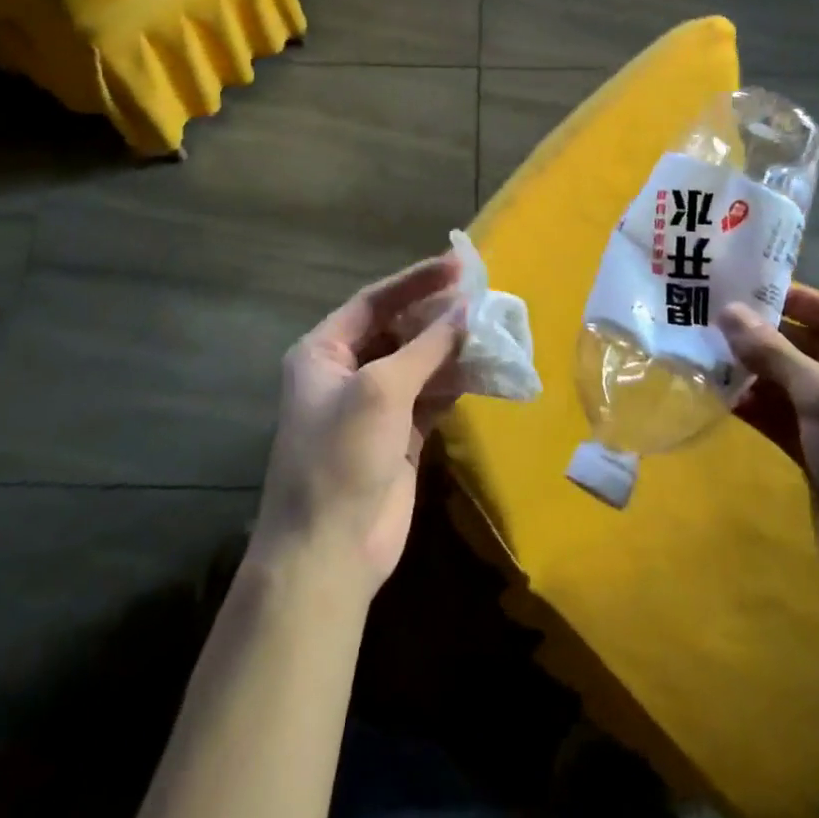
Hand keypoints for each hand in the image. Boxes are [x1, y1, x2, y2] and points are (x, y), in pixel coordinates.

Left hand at [248, 254, 463, 598]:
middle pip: (399, 328)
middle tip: (483, 298)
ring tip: (493, 329)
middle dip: (439, 315)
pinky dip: (456, 382)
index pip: (376, 301)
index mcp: (324, 351)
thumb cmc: (342, 456)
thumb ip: (426, 347)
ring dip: (452, 348)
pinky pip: (432, 395)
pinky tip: (486, 369)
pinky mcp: (400, 434)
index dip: (417, 280)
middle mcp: (348, 370)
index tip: (459, 266)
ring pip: (419, 362)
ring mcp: (375, 404)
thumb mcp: (382, 390)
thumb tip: (466, 311)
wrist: (329, 552)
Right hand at [723, 285, 818, 616]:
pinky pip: (784, 419)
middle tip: (713, 316)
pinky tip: (719, 395)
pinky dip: (756, 406)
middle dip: (766, 335)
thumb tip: (726, 311)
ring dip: (755, 371)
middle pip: (813, 348)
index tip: (744, 284)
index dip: (795, 297)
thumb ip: (775, 353)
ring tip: (706, 351)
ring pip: (793, 385)